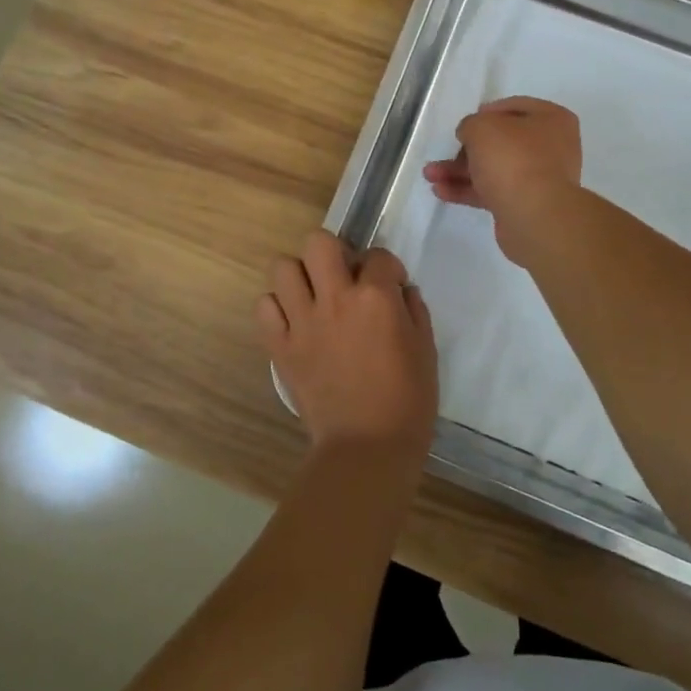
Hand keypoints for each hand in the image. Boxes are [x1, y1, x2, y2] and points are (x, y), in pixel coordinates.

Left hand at [258, 230, 437, 460]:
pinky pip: (264, 307)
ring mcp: (302, 321)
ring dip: (300, 276)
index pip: (378, 255)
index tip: (391, 286)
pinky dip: (277, 308)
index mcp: (376, 297)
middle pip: (318, 242)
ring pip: (283, 267)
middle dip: (334, 252)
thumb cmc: (407, 400)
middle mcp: (335, 298)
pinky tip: (294, 321)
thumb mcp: (426, 349)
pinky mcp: (280, 346)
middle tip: (344, 277)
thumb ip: (414, 310)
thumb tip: (401, 290)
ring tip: (313, 296)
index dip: (388, 268)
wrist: (367, 448)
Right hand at [422, 97, 582, 260]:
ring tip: (430, 175)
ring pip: (494, 168)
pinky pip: (493, 191)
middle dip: (466, 149)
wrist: (535, 216)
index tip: (466, 123)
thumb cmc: (513, 158)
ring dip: (460, 171)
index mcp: (552, 120)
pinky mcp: (526, 204)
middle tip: (444, 152)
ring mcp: (540, 178)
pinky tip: (441, 191)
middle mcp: (551, 147)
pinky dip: (468, 190)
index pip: (515, 107)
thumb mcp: (482, 127)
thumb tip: (471, 135)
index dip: (487, 112)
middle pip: (502, 142)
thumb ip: (470, 124)